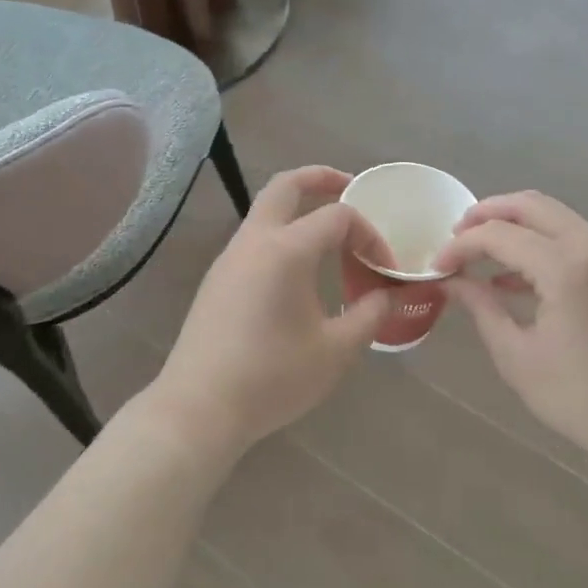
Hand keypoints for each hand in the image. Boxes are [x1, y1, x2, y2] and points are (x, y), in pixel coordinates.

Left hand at [150, 166, 390, 455]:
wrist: (199, 408)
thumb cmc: (272, 377)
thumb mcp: (335, 350)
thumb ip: (369, 315)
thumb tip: (388, 294)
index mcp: (286, 250)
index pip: (338, 217)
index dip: (370, 235)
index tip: (385, 269)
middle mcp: (254, 241)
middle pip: (286, 186)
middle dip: (321, 179)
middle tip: (350, 188)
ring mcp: (229, 258)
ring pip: (265, 211)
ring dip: (299, 208)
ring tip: (332, 236)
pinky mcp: (217, 279)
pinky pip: (255, 238)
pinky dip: (282, 234)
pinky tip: (300, 271)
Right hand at [434, 191, 587, 460]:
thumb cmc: (580, 398)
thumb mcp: (517, 355)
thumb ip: (481, 307)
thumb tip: (451, 281)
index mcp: (565, 268)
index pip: (499, 235)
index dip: (461, 246)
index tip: (437, 266)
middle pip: (529, 205)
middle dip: (486, 214)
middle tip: (456, 236)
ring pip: (553, 215)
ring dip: (513, 224)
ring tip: (478, 252)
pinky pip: (572, 236)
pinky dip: (539, 242)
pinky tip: (512, 277)